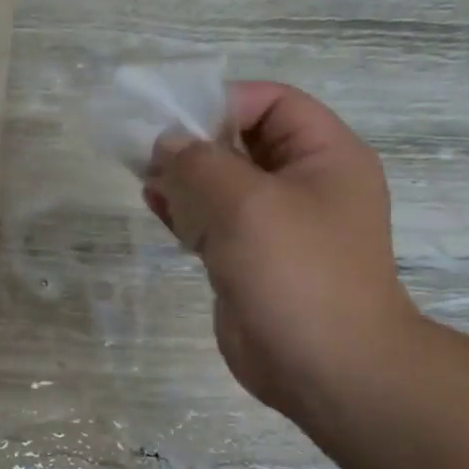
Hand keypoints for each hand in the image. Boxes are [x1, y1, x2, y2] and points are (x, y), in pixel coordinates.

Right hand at [144, 81, 420, 424]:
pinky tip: (154, 203)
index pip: (272, 103)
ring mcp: (275, 225)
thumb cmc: (296, 272)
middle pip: (242, 141)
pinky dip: (183, 209)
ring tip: (144, 174)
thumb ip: (200, 163)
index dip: (222, 102)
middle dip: (194, 140)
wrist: (324, 367)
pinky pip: (212, 220)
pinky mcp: (249, 259)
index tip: (172, 120)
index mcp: (324, 157)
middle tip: (147, 149)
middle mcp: (302, 184)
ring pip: (222, 183)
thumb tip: (167, 143)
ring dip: (183, 175)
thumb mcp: (246, 204)